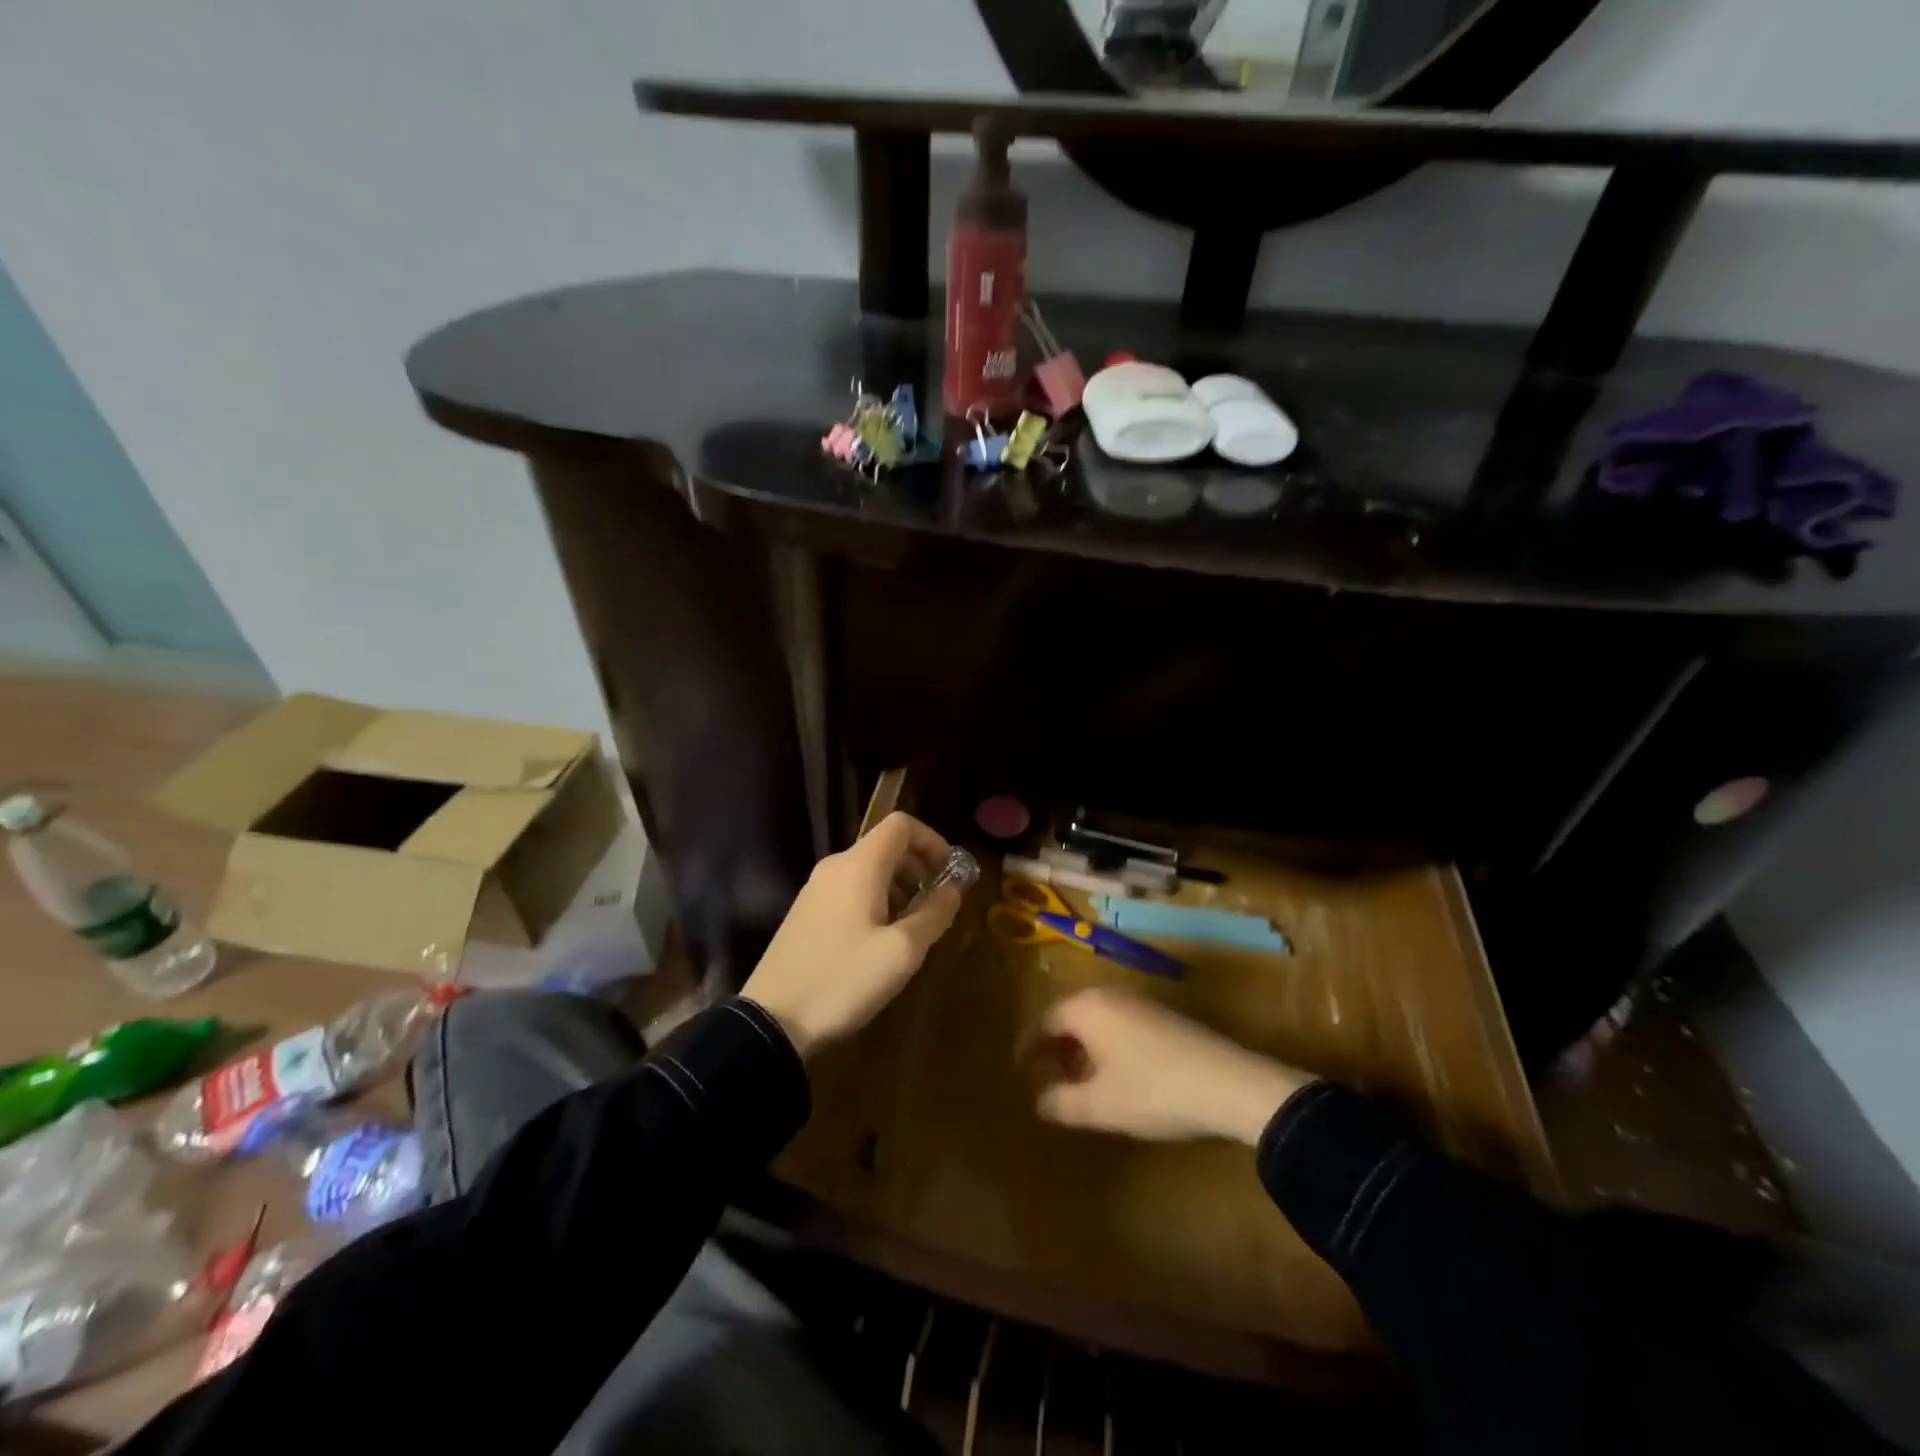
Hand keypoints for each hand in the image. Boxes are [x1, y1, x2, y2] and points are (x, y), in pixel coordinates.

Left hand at [742, 812, 963, 1056]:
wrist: (772, 1021)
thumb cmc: (844, 979)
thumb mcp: (902, 952)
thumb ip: (934, 914)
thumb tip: (954, 889)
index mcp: (859, 866)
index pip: (901, 825)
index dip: (932, 841)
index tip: (949, 873)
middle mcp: (835, 867)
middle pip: (885, 846)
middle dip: (918, 867)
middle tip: (936, 903)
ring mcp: (815, 890)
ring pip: (867, 870)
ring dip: (898, 886)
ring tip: (912, 926)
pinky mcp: (805, 913)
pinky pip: (849, 890)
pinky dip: (875, 900)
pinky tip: (880, 940)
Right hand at [1031, 988, 1312, 1145]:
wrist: (1229, 1084)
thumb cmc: (1154, 1091)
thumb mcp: (1101, 1106)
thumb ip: (1062, 1102)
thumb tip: (1040, 1101)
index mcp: (1087, 1008)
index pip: (1044, 1020)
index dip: (1028, 1045)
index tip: (1018, 1068)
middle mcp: (1109, 996)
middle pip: (1070, 1016)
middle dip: (1055, 1047)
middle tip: (1045, 1077)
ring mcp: (1139, 1002)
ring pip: (1096, 1021)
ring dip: (1081, 1048)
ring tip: (1078, 1081)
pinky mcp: (1163, 1016)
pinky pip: (1118, 1024)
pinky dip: (1105, 1045)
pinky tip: (1115, 1076)